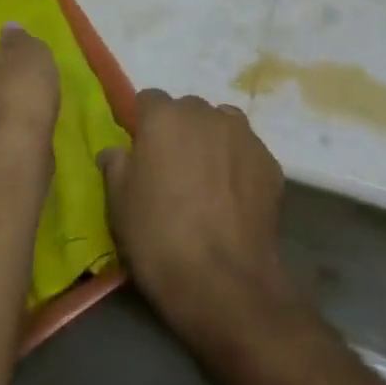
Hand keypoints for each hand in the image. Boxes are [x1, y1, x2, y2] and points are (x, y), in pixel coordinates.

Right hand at [98, 90, 286, 337]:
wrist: (225, 283)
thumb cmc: (159, 238)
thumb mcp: (118, 204)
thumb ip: (115, 165)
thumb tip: (116, 151)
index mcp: (163, 116)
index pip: (148, 101)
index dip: (143, 126)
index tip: (142, 155)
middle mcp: (205, 114)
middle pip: (187, 110)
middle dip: (179, 132)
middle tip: (174, 172)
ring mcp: (242, 135)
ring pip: (221, 125)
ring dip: (212, 142)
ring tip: (207, 182)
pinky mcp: (270, 162)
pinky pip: (246, 152)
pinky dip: (238, 166)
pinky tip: (234, 199)